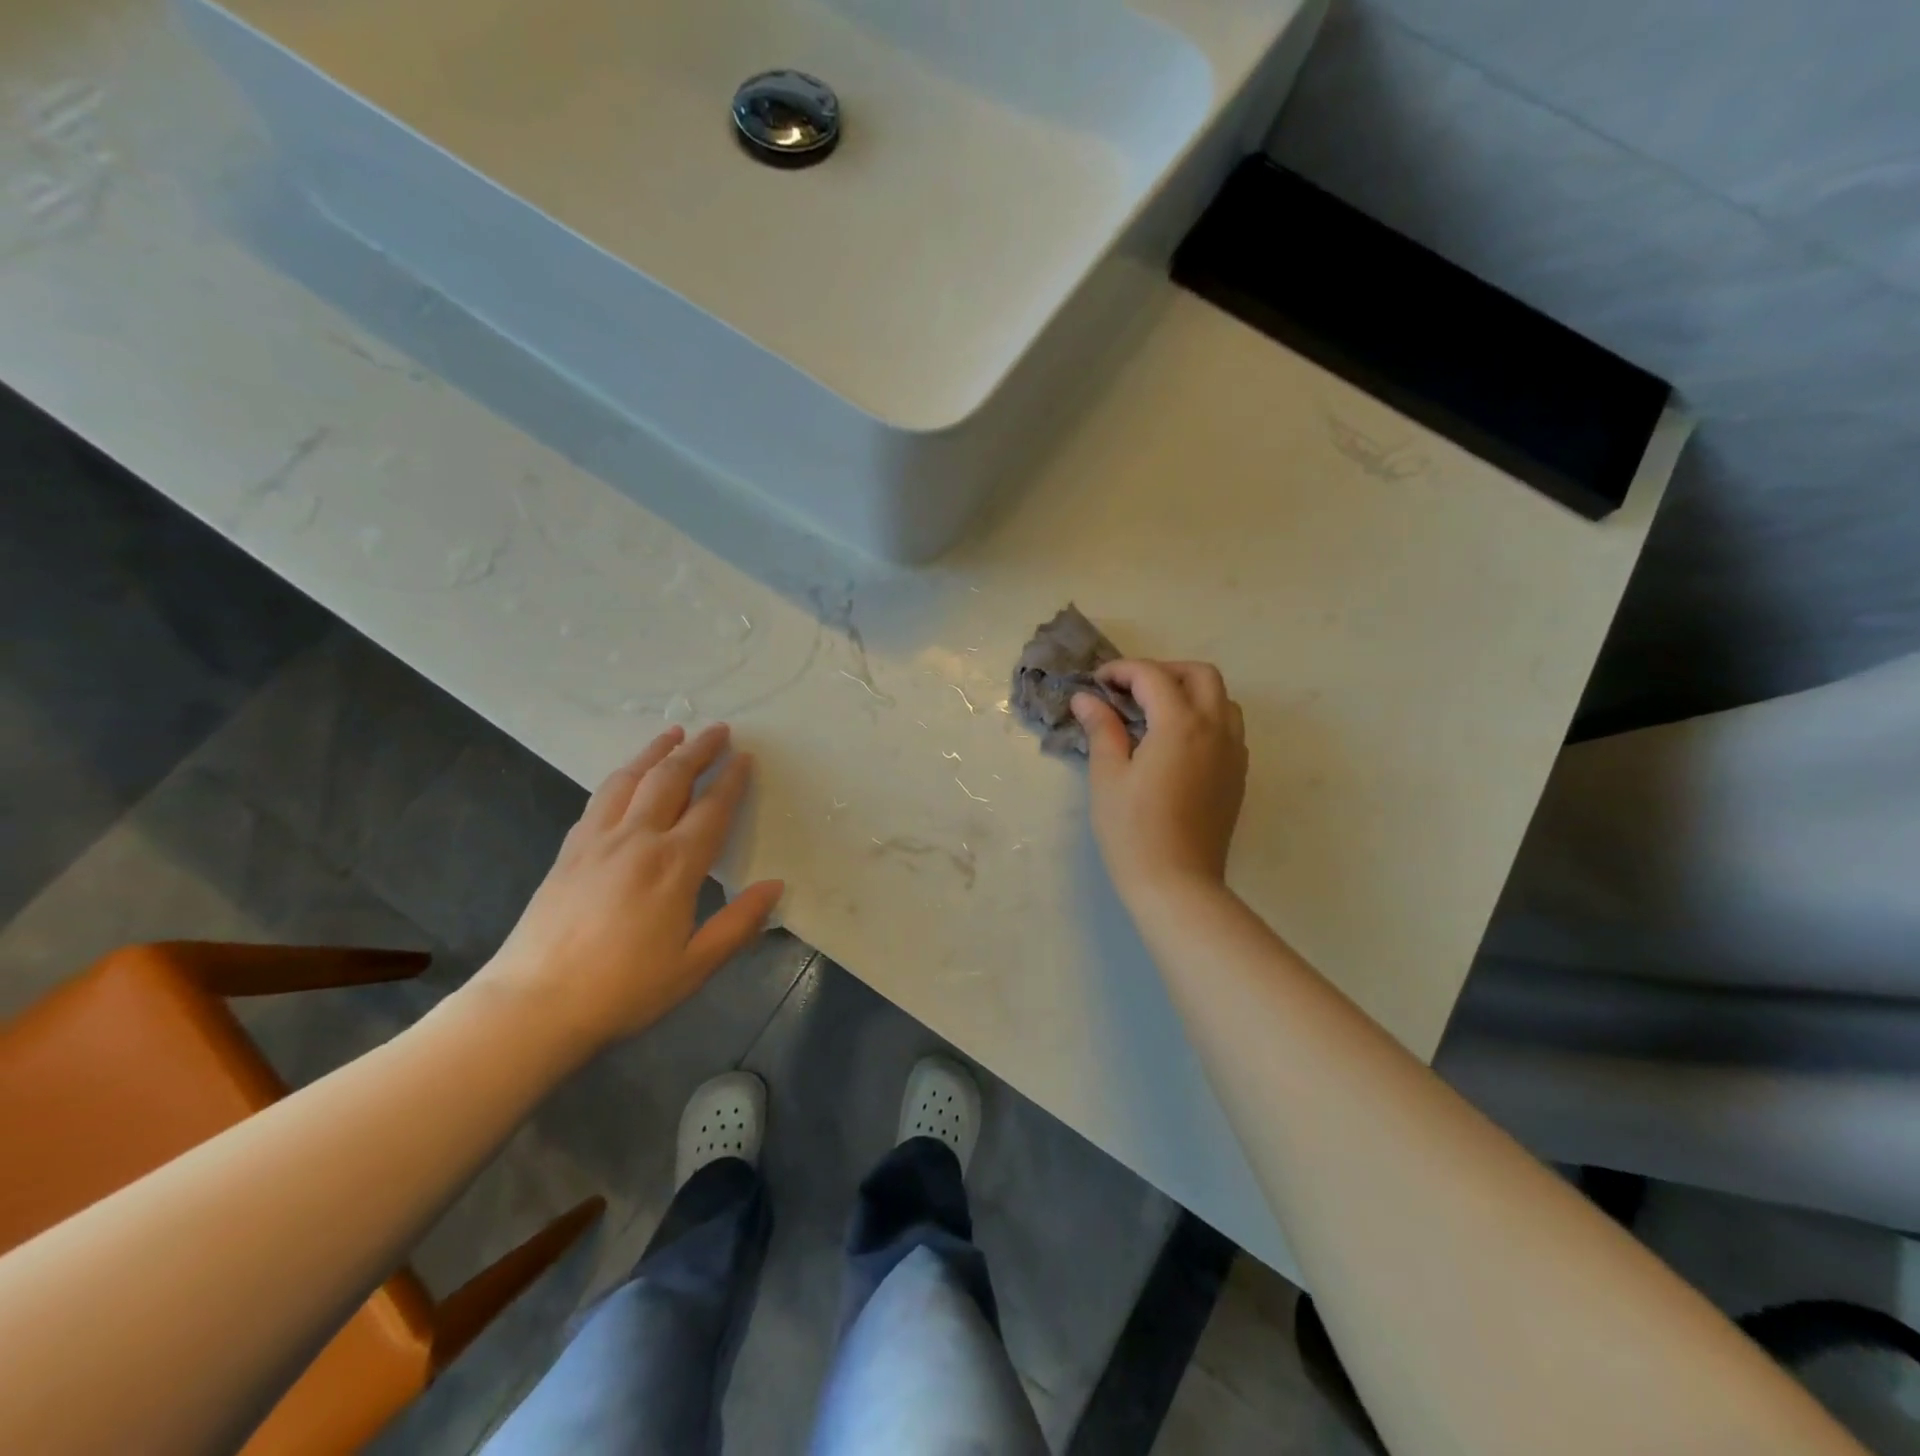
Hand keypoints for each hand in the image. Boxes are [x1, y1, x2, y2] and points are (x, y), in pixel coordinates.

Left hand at [473, 724, 783, 1055]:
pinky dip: (621, 776)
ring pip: (630, 779)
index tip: (745, 756)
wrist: (533, 1004)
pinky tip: (626, 778)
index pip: (711, 808)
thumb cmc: (624, 990)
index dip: (731, 779)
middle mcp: (637, 839)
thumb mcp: (694, 965)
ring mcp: (597, 840)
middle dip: (697, 750)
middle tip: (718, 729)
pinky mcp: (569, 850)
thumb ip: (739, 923)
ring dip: (655, 752)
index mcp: (674, 865)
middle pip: (670, 779)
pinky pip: (600, 798)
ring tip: (673, 734)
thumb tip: (775, 886)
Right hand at [1073, 661, 1246, 901]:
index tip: (1097, 683)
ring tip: (1155, 712)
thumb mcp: (1108, 776)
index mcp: (1180, 725)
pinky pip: (1229, 728)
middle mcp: (1215, 729)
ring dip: (1189, 692)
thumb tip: (1087, 699)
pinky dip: (1205, 718)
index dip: (1122, 671)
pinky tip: (1176, 742)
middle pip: (1200, 675)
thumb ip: (1101, 729)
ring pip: (1222, 699)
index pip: (1153, 677)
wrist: (1177, 883)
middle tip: (1130, 690)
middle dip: (1163, 671)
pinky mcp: (1237, 775)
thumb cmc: (1133, 830)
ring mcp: (1233, 753)